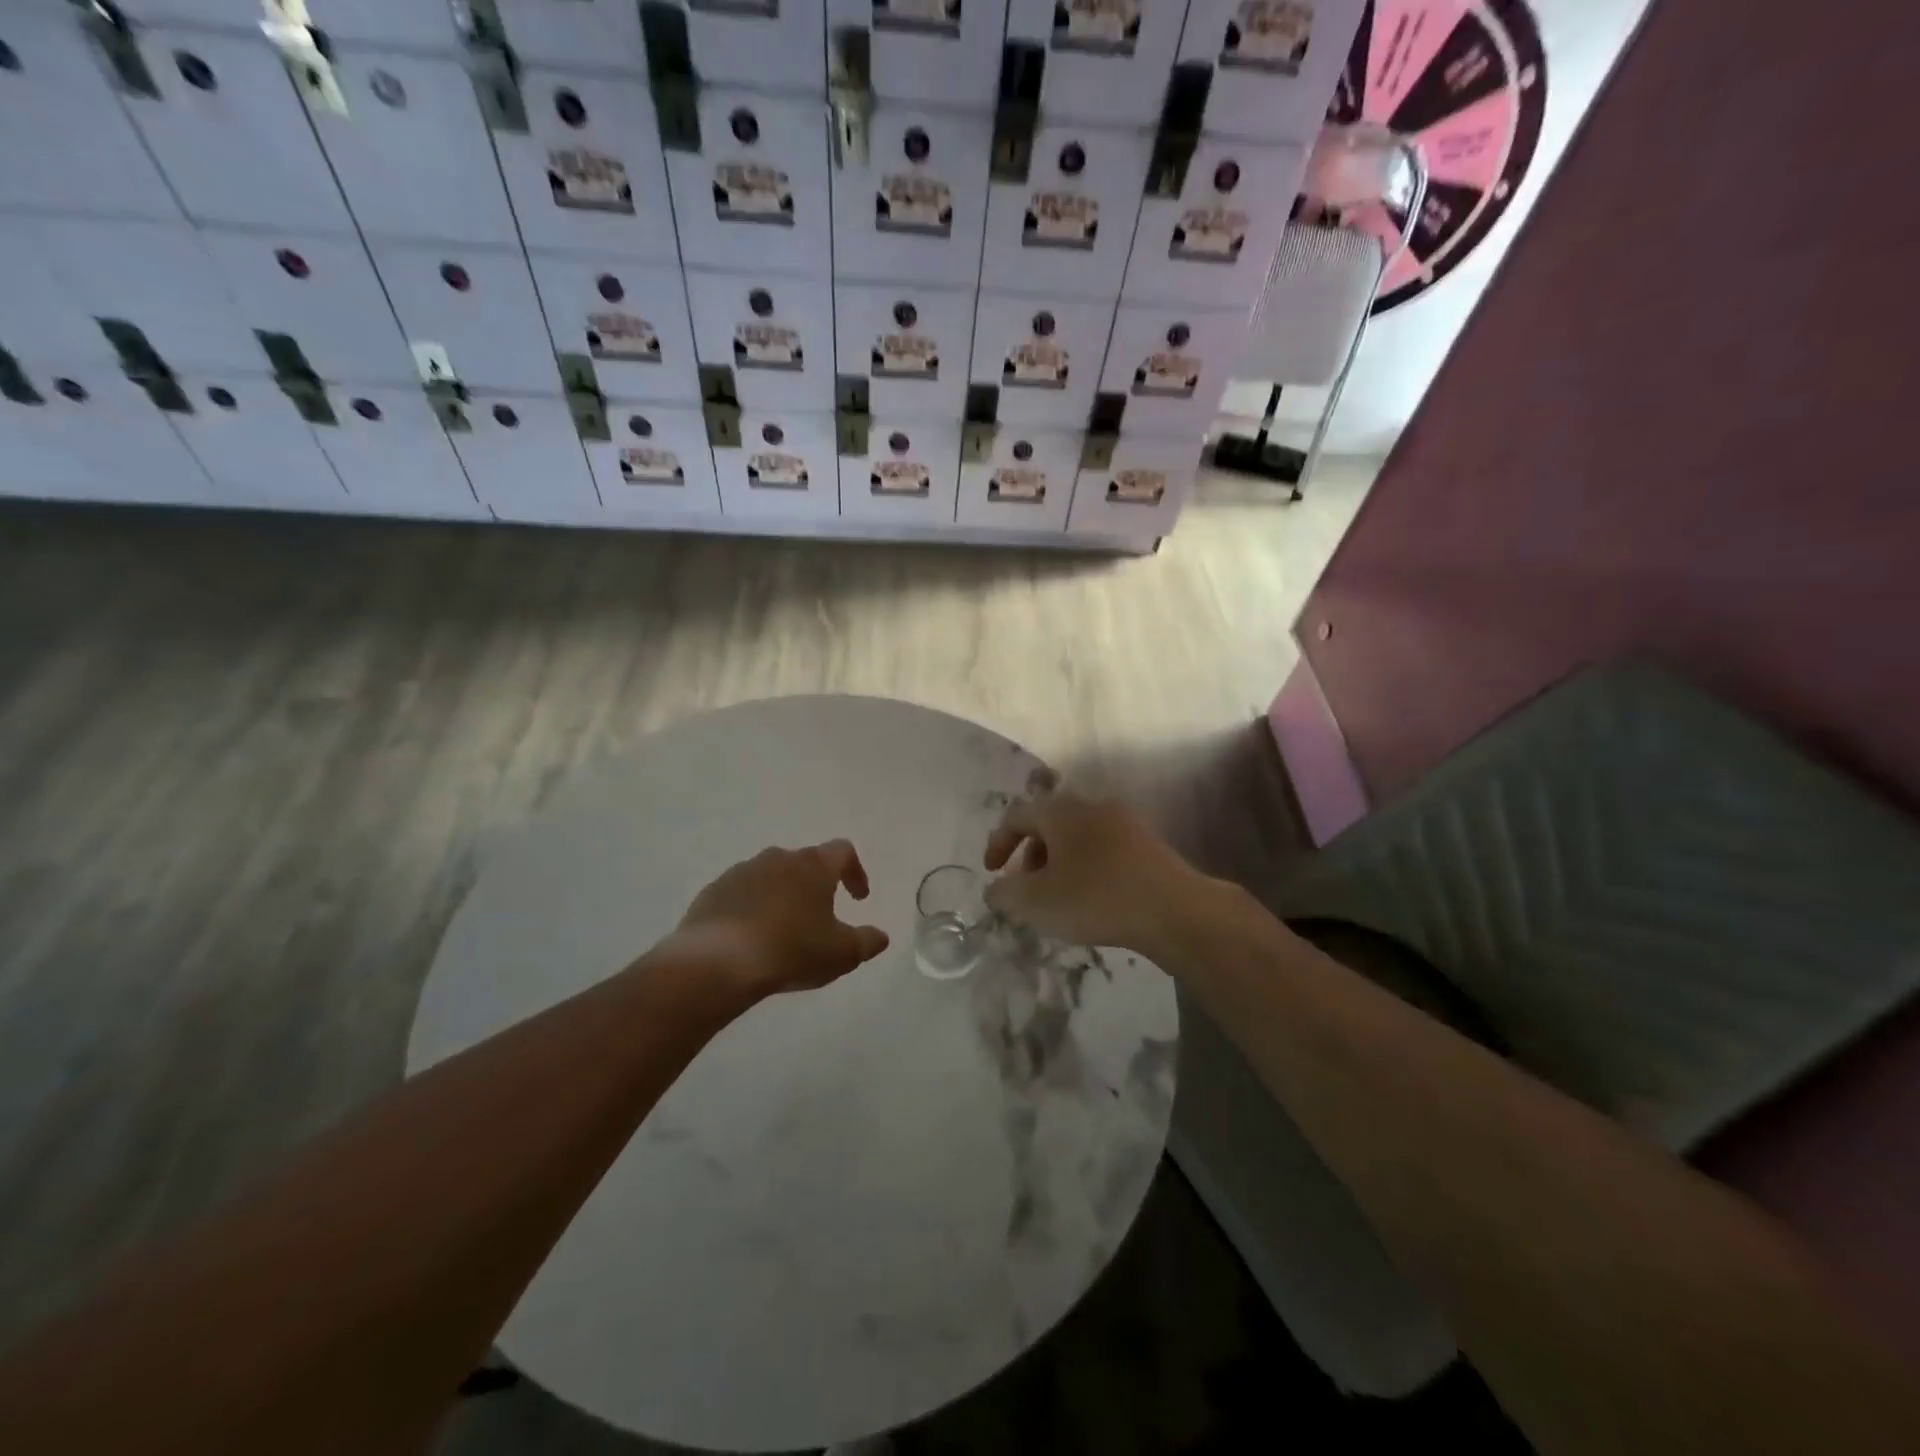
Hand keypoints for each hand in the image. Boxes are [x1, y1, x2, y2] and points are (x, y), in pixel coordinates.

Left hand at [675, 840, 889, 1000]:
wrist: (717, 962)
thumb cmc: (791, 950)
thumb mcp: (842, 953)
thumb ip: (867, 942)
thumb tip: (881, 936)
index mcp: (813, 865)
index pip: (843, 851)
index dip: (855, 872)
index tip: (858, 898)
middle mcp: (778, 858)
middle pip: (805, 862)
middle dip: (815, 885)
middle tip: (820, 916)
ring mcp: (741, 871)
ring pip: (770, 876)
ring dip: (782, 896)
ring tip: (783, 929)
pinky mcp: (713, 892)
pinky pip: (740, 894)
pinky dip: (751, 909)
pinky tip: (750, 938)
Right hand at [982, 788, 1206, 952]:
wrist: (1174, 910)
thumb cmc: (1095, 898)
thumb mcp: (1036, 902)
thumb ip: (1005, 893)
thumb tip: (995, 889)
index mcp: (1061, 810)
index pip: (1017, 815)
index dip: (998, 843)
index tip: (992, 873)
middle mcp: (1092, 805)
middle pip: (1049, 823)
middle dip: (1030, 855)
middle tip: (1026, 888)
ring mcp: (1124, 821)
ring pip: (1077, 836)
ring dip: (1059, 862)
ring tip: (1058, 897)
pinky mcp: (1147, 843)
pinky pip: (1103, 848)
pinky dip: (1086, 866)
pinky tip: (1093, 898)